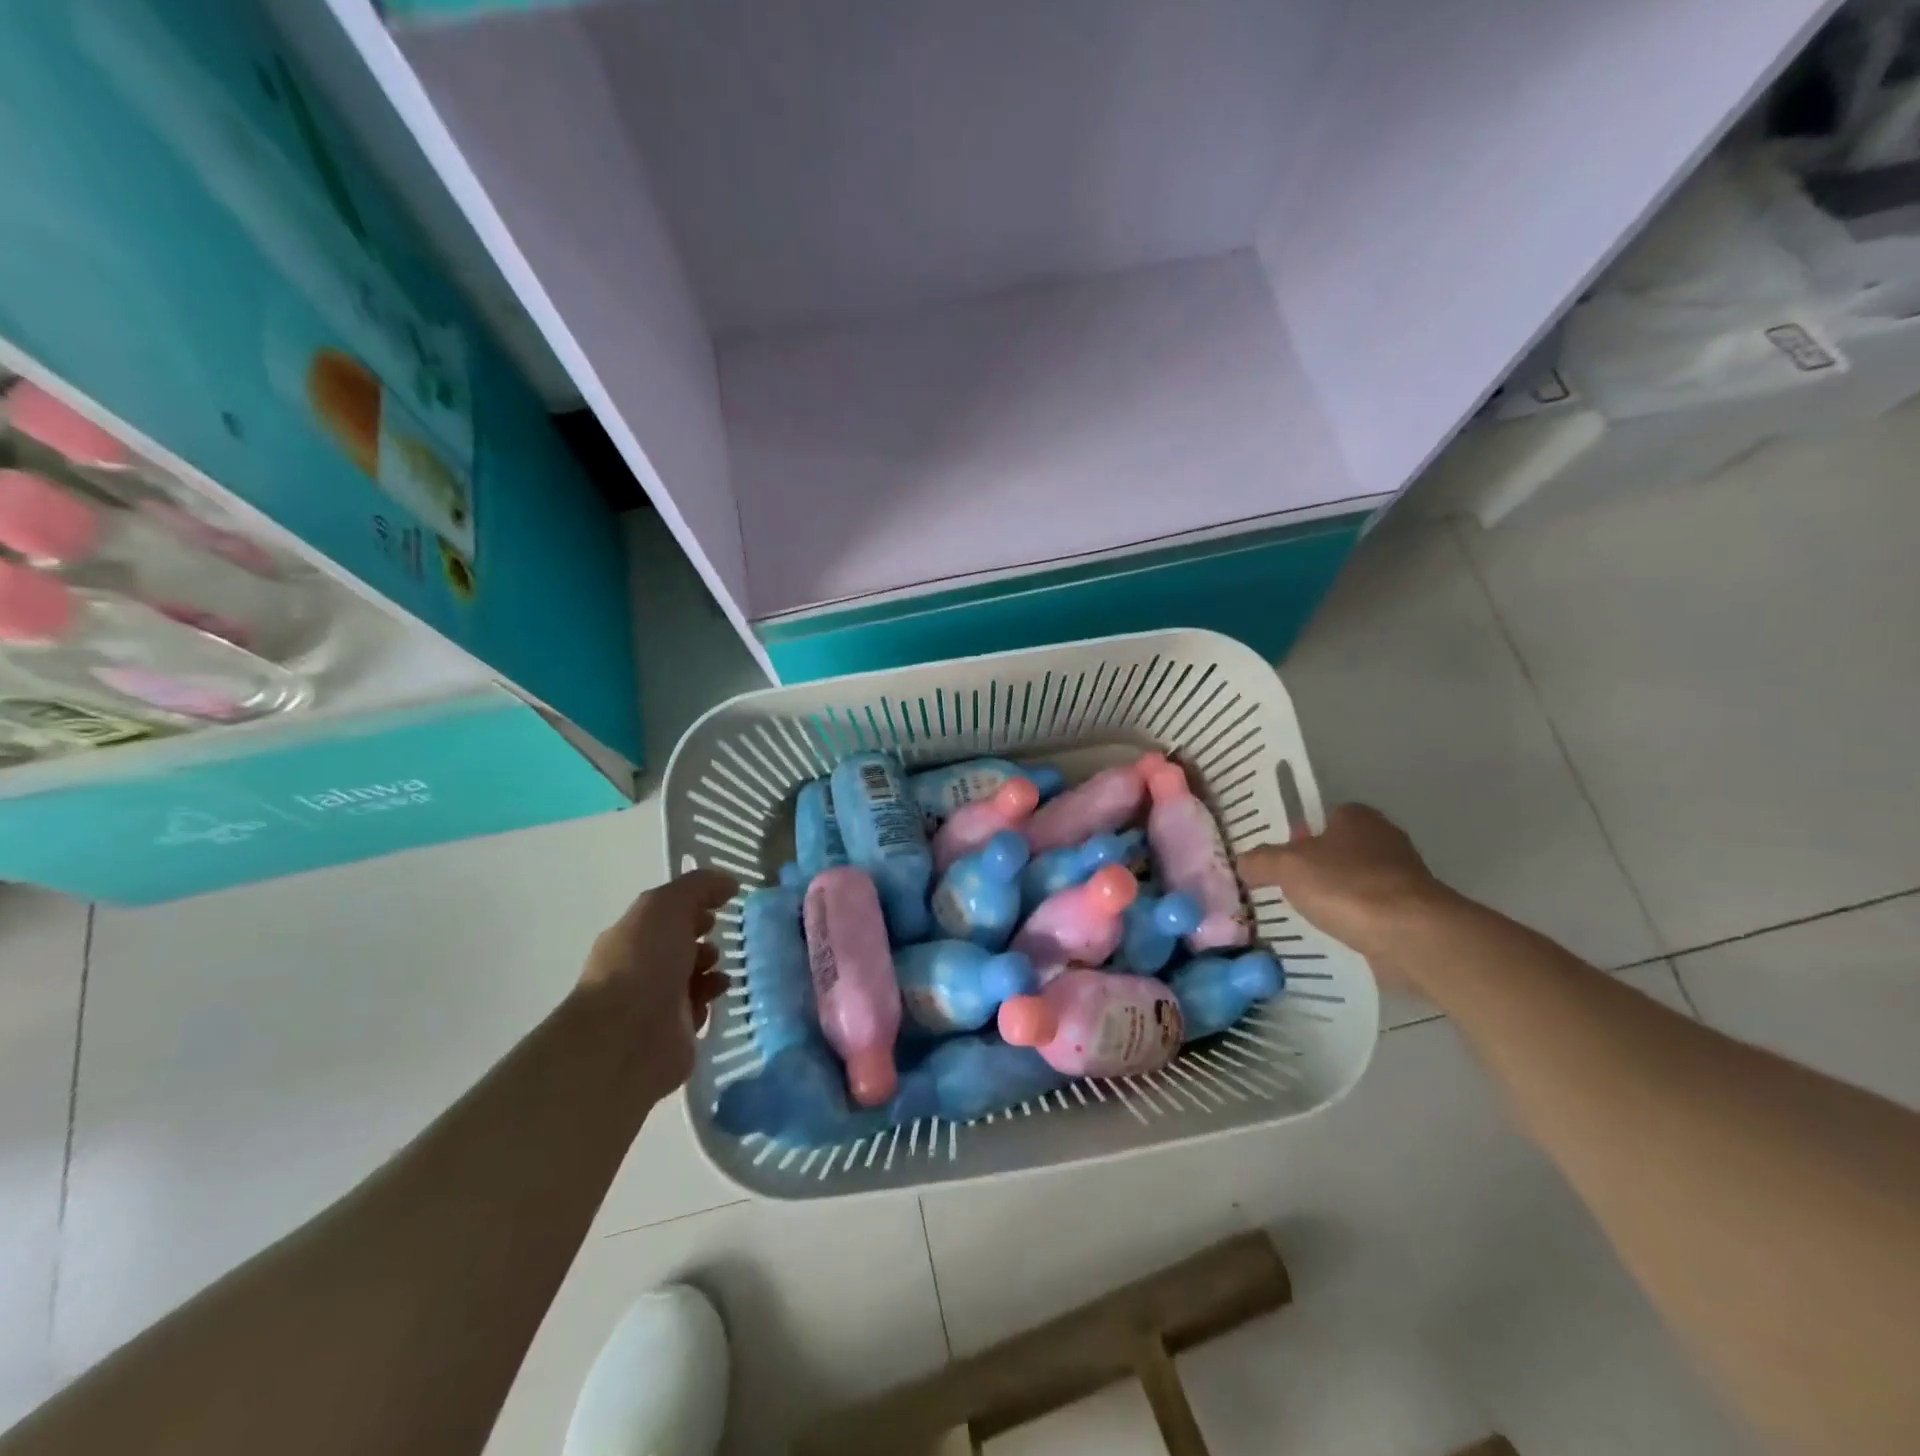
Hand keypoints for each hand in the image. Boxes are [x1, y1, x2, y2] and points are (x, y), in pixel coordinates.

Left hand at [577, 867, 738, 1100]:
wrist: (629, 1038)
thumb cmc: (644, 963)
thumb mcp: (666, 906)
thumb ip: (698, 887)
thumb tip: (728, 882)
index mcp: (631, 935)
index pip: (665, 913)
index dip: (693, 904)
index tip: (723, 903)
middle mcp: (639, 967)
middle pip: (677, 944)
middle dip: (703, 936)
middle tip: (723, 935)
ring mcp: (655, 1002)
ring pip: (691, 976)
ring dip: (711, 968)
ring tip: (723, 966)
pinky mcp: (674, 1032)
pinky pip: (698, 1008)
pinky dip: (710, 998)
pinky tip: (720, 993)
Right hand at [1237, 804, 1449, 965]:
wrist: (1412, 936)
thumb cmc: (1347, 887)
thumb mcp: (1287, 866)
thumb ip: (1260, 861)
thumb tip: (1244, 863)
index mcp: (1356, 816)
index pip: (1319, 817)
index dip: (1295, 835)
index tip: (1276, 858)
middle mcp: (1382, 838)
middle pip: (1335, 850)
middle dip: (1313, 868)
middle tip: (1281, 888)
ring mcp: (1401, 877)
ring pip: (1352, 882)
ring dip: (1332, 897)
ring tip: (1301, 916)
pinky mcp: (1411, 912)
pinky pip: (1368, 912)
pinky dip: (1351, 921)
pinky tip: (1330, 935)